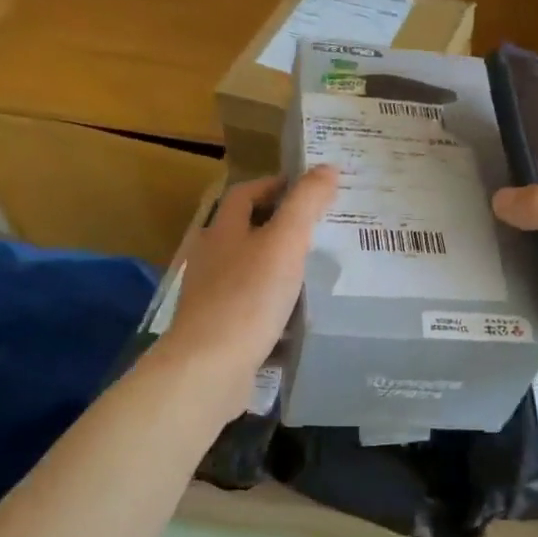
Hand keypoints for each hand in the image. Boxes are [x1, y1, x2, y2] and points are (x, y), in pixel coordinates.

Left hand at [156, 167, 337, 404]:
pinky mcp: (219, 329)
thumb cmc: (248, 298)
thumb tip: (327, 168)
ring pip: (249, 271)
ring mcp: (212, 297)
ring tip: (315, 272)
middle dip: (279, 227)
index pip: (244, 194)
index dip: (274, 185)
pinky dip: (273, 305)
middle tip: (320, 230)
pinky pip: (251, 307)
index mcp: (223, 232)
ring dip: (277, 267)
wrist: (209, 368)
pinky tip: (297, 317)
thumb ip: (306, 205)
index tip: (308, 188)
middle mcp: (212, 260)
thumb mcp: (284, 243)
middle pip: (245, 232)